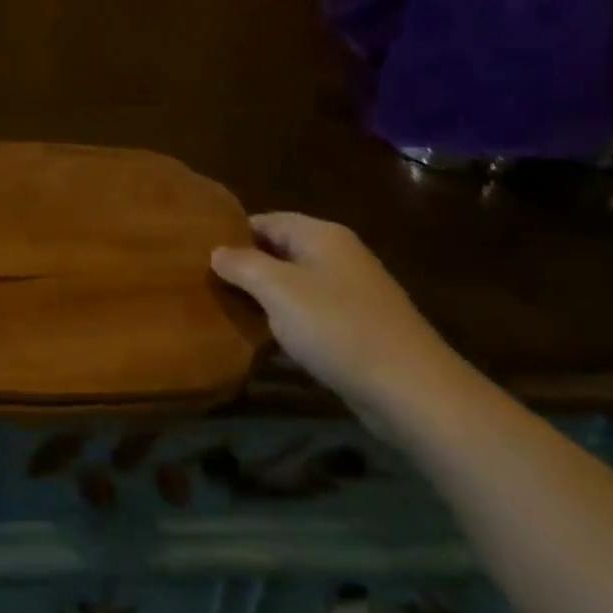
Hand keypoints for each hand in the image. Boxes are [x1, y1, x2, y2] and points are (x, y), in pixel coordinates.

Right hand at [212, 213, 465, 433]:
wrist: (412, 391)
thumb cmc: (338, 327)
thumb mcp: (278, 289)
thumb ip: (242, 265)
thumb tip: (217, 251)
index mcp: (322, 235)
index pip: (266, 221)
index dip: (233, 235)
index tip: (200, 254)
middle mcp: (340, 256)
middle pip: (280, 251)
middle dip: (247, 267)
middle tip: (208, 284)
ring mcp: (353, 293)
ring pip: (295, 285)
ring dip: (266, 298)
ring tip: (229, 311)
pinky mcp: (360, 328)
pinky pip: (313, 314)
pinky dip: (289, 322)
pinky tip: (267, 340)